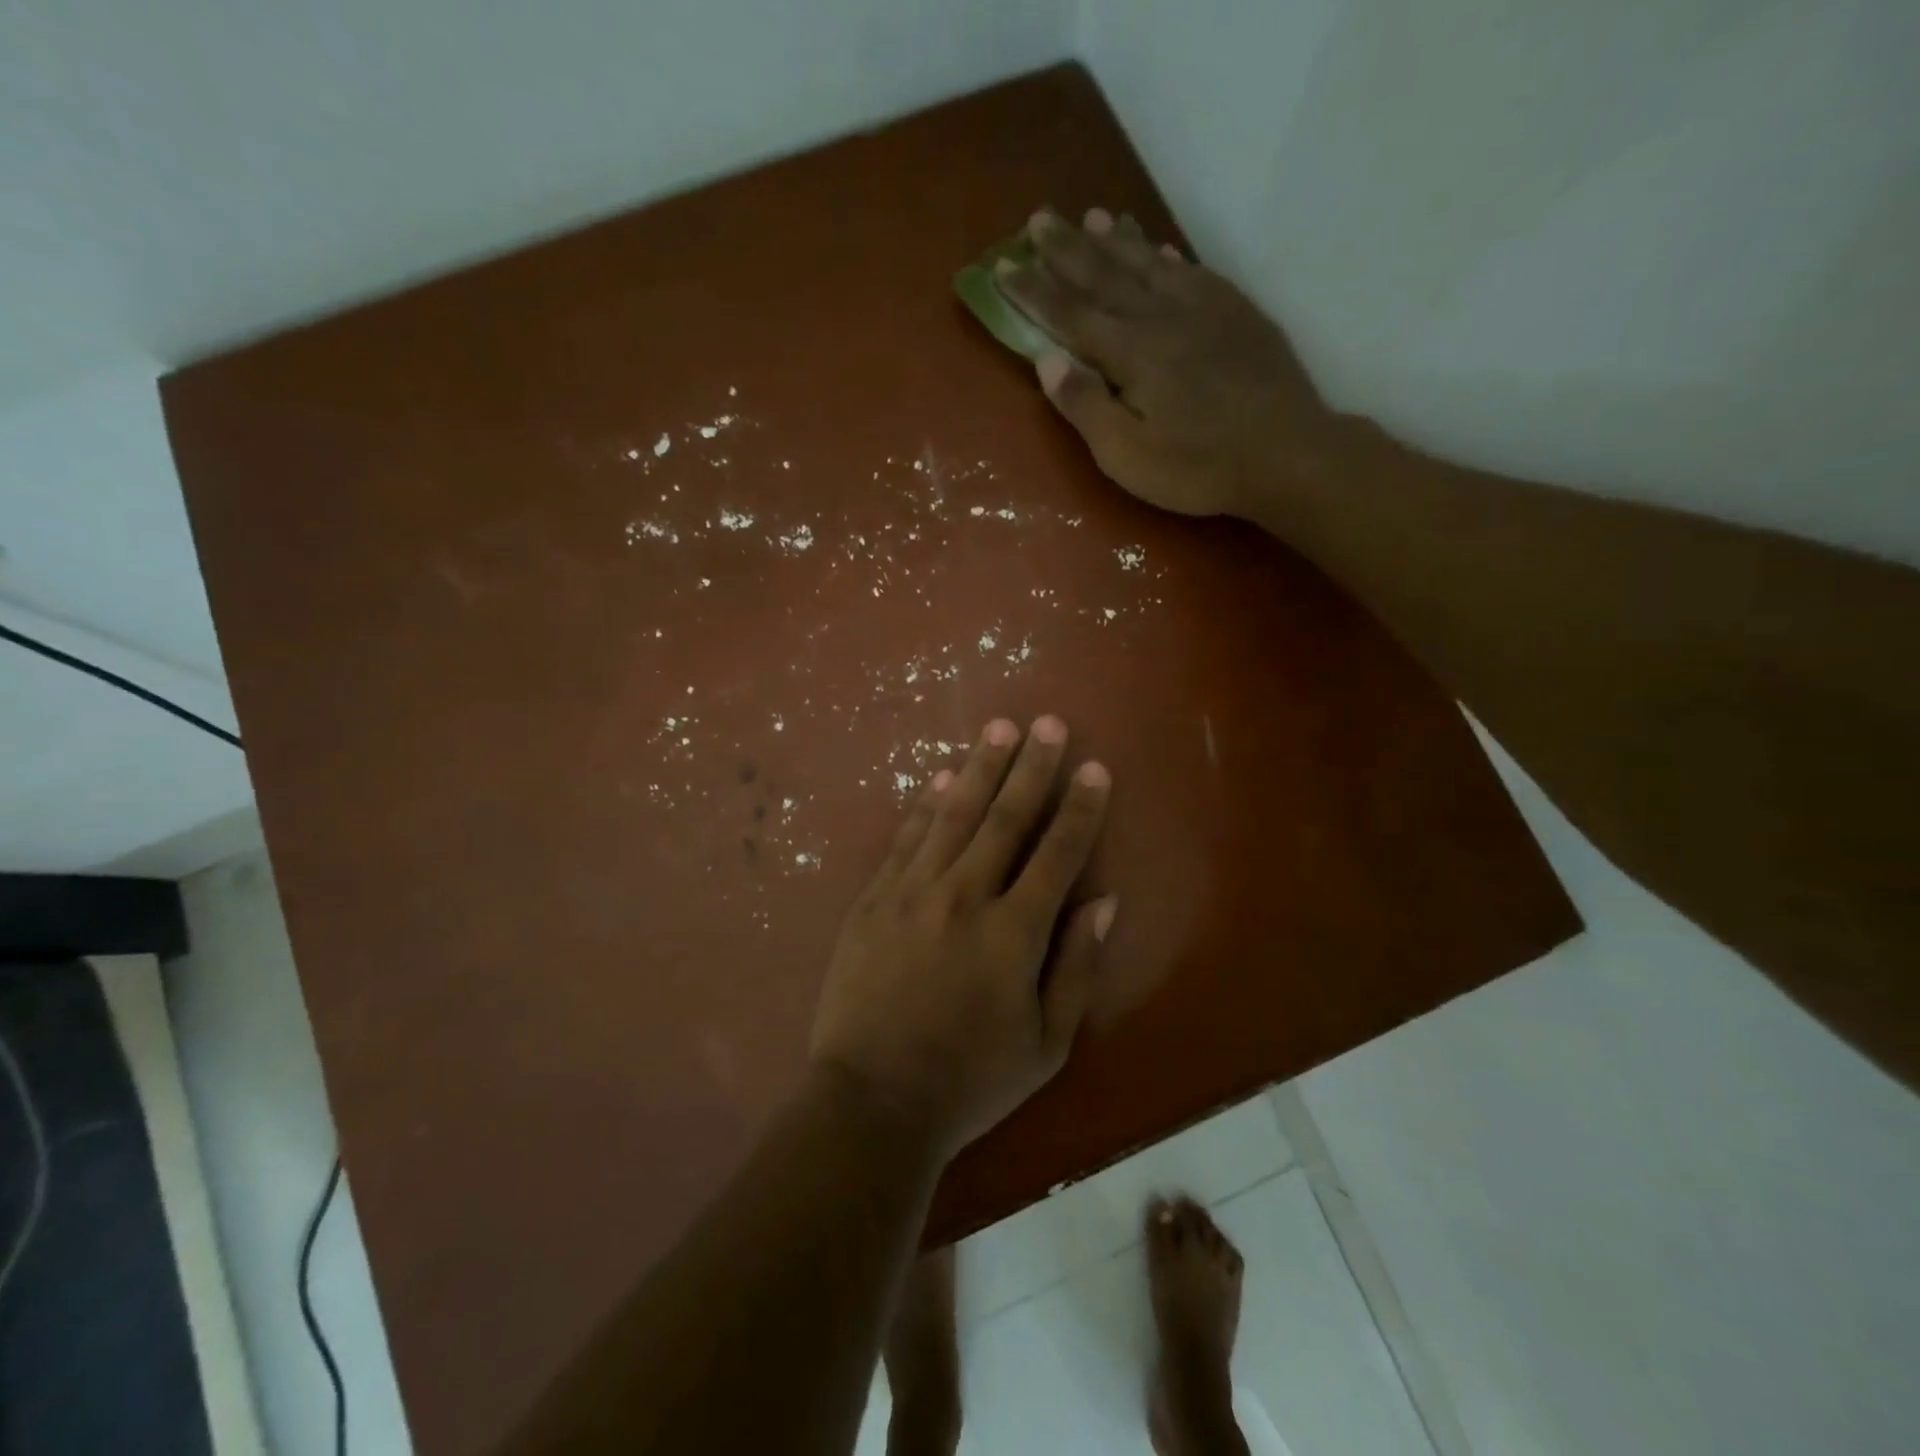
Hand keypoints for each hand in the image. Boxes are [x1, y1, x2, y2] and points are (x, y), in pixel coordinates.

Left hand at [809, 716, 1116, 1158]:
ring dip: (980, 768)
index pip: (1058, 853)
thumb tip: (1103, 902)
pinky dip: (925, 806)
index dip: (1080, 808)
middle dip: (1032, 767)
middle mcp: (965, 897)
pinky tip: (940, 779)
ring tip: (999, 727)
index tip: (1094, 768)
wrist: (873, 1101)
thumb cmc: (971, 1081)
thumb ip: (1077, 966)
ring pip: (954, 816)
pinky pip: (905, 840)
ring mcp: (912, 893)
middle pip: (1006, 818)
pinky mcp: (873, 900)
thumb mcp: (1046, 1043)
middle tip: (1048, 723)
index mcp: (1014, 932)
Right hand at [996, 207, 1335, 519]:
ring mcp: (1203, 309)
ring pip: (1149, 264)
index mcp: (1130, 351)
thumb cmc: (1197, 466)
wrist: (1286, 452)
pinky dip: (1167, 257)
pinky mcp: (1236, 313)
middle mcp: (1161, 316)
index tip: (1002, 266)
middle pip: (1105, 275)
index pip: (1069, 314)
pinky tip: (1158, 249)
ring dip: (1116, 241)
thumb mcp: (1127, 454)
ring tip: (1091, 217)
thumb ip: (1085, 406)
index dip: (1033, 291)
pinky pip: (1192, 272)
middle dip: (1067, 249)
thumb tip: (1046, 360)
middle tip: (1039, 219)